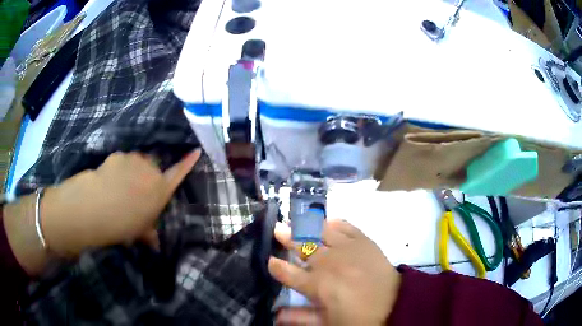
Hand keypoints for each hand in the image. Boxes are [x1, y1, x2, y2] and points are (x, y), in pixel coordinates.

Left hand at [41, 150, 199, 255]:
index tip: (197, 150)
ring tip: (119, 187)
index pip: (179, 173)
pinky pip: (122, 161)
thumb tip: (155, 245)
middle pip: (153, 167)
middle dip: (147, 176)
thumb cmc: (125, 223)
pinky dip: (118, 168)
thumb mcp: (139, 232)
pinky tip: (108, 181)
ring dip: (132, 171)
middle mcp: (150, 171)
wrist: (98, 206)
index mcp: (160, 190)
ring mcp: (134, 160)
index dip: (188, 162)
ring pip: (137, 162)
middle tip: (135, 192)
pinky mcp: (118, 156)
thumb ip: (149, 234)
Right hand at [268, 220, 401, 325]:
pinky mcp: (363, 241)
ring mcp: (346, 248)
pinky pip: (346, 226)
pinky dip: (335, 223)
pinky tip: (328, 222)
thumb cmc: (358, 318)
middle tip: (277, 228)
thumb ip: (300, 317)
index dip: (277, 267)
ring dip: (306, 226)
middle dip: (286, 237)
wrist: (394, 304)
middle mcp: (327, 263)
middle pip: (301, 246)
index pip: (288, 273)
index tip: (270, 260)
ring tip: (298, 220)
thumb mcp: (327, 323)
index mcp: (316, 285)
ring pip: (320, 232)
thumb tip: (276, 316)